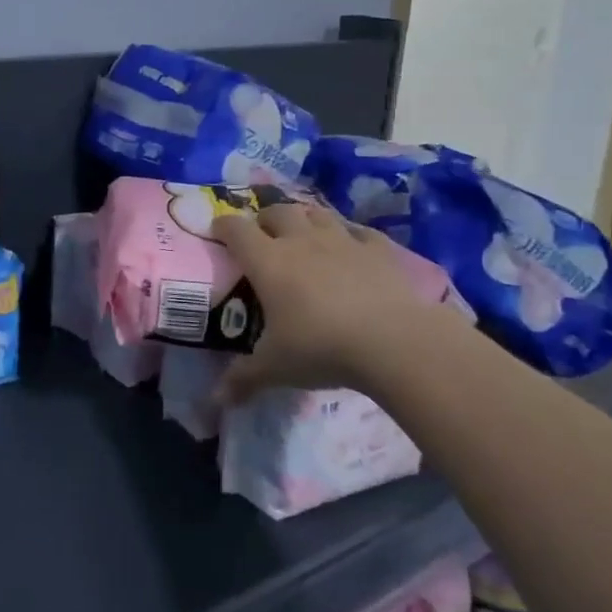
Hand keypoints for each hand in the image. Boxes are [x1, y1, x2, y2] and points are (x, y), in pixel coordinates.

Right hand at [214, 203, 467, 403]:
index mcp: (268, 261)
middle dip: (265, 219)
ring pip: (316, 213)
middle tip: (263, 235)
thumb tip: (217, 399)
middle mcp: (301, 240)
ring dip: (304, 218)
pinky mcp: (378, 249)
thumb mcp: (276, 367)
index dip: (223, 226)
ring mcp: (342, 240)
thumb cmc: (322, 348)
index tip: (218, 231)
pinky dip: (350, 234)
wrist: (394, 341)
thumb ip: (244, 378)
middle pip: (277, 211)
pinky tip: (351, 246)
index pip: (236, 230)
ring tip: (303, 232)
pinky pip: (359, 230)